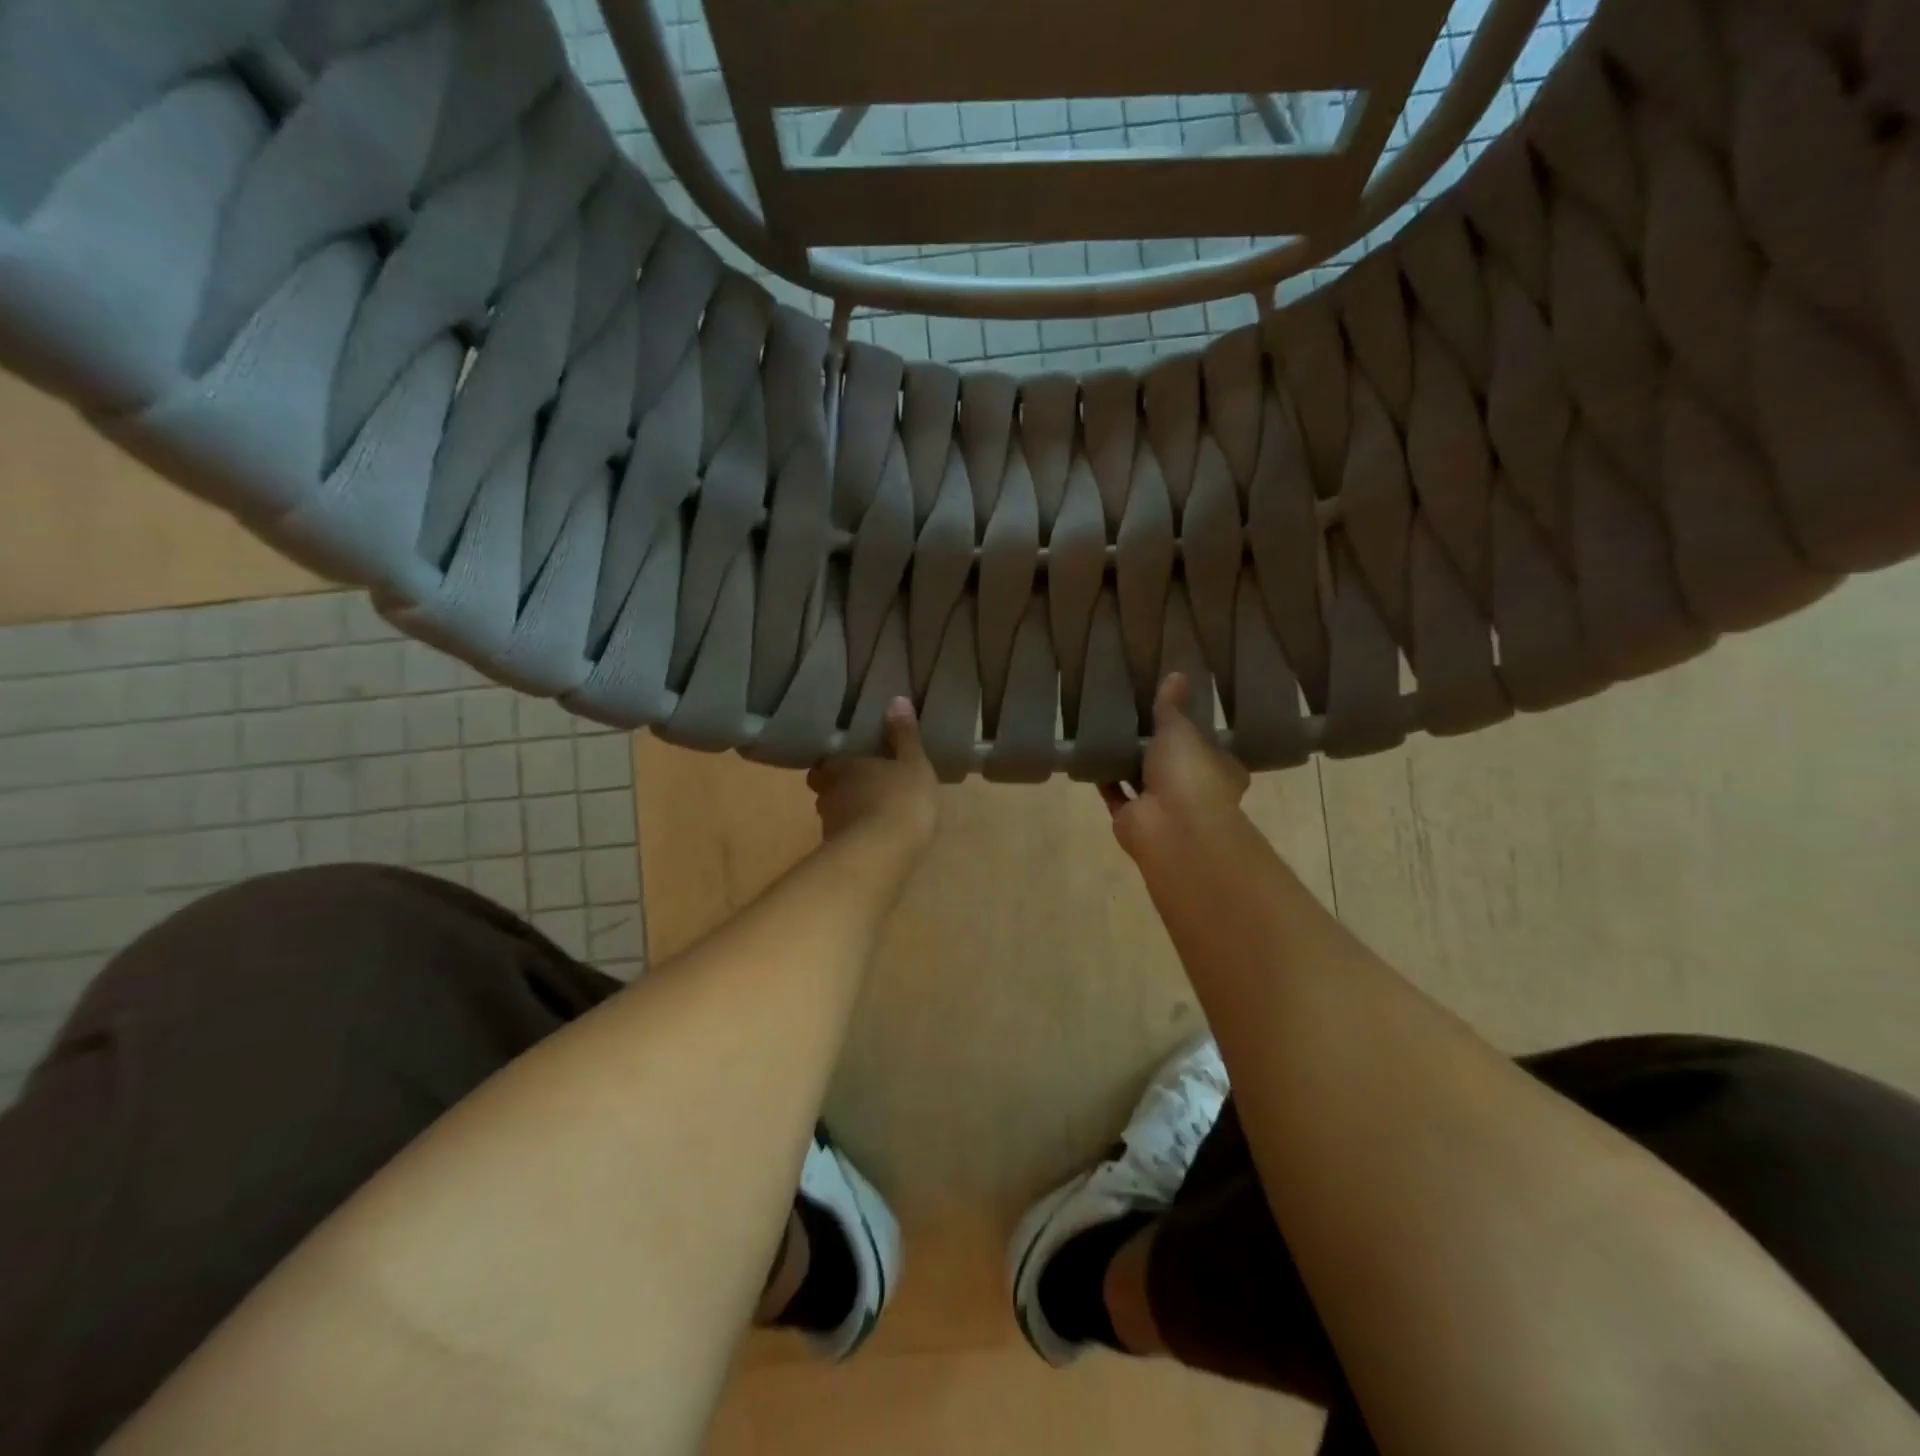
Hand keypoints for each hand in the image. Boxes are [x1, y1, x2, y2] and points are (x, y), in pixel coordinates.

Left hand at [808, 698, 940, 854]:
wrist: (883, 855)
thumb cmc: (900, 799)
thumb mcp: (913, 763)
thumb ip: (905, 735)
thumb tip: (896, 699)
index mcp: (841, 766)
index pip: (827, 762)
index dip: (837, 762)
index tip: (851, 761)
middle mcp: (827, 794)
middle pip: (828, 788)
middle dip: (843, 787)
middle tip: (866, 785)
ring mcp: (830, 827)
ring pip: (837, 814)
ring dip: (852, 813)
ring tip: (875, 813)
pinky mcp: (839, 854)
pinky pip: (848, 839)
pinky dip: (859, 837)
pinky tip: (878, 839)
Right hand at [1101, 674, 1249, 861]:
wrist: (1171, 828)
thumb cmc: (1189, 774)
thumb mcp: (1181, 729)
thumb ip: (1172, 706)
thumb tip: (1177, 673)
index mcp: (1220, 770)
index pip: (1210, 748)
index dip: (1194, 732)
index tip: (1175, 711)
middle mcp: (1194, 791)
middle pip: (1173, 765)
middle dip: (1155, 748)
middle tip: (1134, 717)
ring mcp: (1162, 808)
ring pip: (1142, 780)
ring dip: (1128, 763)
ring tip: (1108, 731)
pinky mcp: (1132, 818)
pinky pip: (1115, 794)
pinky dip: (1105, 778)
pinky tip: (1091, 755)